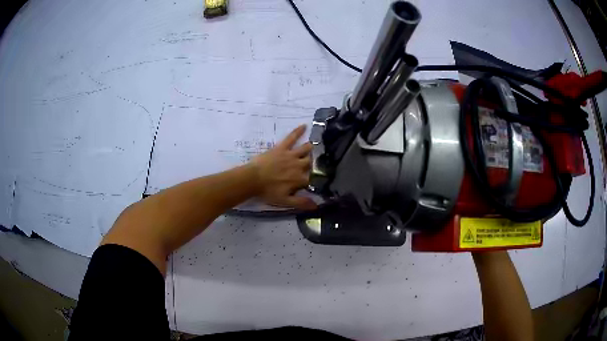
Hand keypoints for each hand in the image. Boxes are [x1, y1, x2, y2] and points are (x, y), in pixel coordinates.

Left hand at [249, 125, 316, 209]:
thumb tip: (317, 206)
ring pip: (306, 149)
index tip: (323, 178)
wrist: (252, 179)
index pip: (314, 178)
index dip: (319, 179)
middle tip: (322, 160)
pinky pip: (291, 137)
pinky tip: (304, 125)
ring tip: (317, 146)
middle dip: (317, 162)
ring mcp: (291, 155)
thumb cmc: (268, 191)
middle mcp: (299, 166)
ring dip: (311, 148)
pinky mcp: (282, 147)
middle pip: (312, 162)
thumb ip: (301, 203)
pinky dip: (298, 131)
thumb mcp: (285, 201)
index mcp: (300, 179)